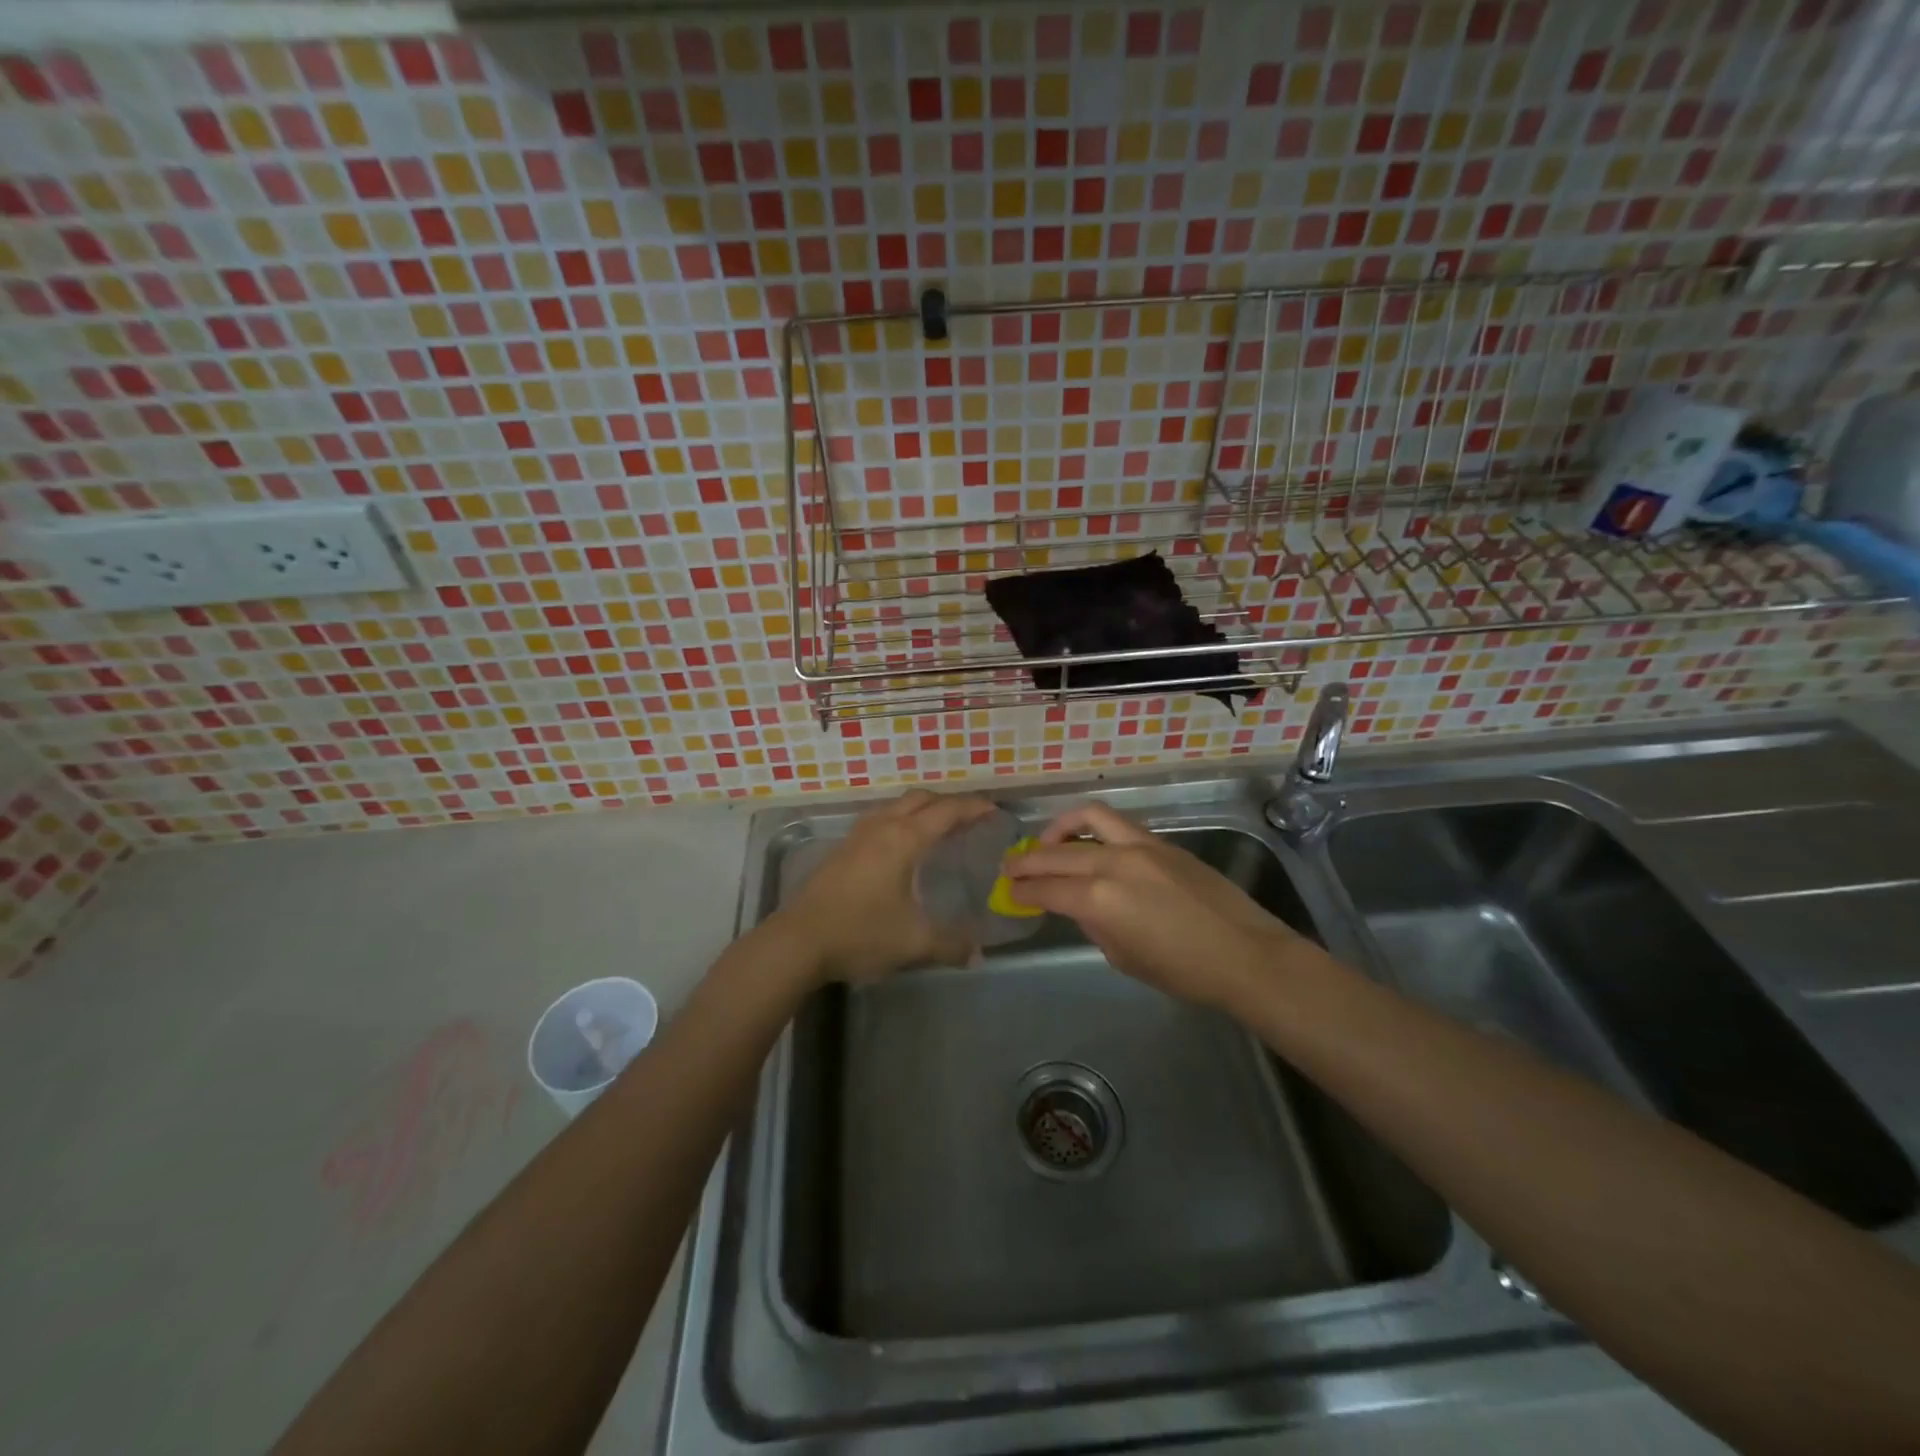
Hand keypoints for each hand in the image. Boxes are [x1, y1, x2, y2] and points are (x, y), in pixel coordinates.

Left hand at [777, 790, 997, 982]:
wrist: (798, 940)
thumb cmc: (860, 933)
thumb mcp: (913, 942)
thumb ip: (951, 944)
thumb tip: (978, 953)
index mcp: (904, 839)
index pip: (947, 811)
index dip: (973, 807)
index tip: (994, 810)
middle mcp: (882, 827)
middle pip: (920, 799)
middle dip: (949, 802)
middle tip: (970, 818)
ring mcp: (857, 835)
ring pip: (896, 805)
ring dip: (921, 808)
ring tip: (938, 826)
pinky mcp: (842, 848)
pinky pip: (880, 818)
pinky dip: (900, 819)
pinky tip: (901, 845)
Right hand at [1004, 802, 1307, 1012]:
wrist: (1245, 953)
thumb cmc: (1183, 971)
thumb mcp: (1124, 957)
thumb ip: (1094, 925)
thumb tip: (1080, 906)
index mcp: (1099, 899)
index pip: (1046, 889)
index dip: (1023, 892)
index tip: (1009, 893)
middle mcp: (1113, 863)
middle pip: (1056, 853)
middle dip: (1027, 860)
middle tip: (1010, 867)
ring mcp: (1139, 846)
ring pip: (1086, 819)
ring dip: (1058, 828)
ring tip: (1046, 842)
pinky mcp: (1161, 842)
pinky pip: (1116, 824)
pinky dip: (1092, 828)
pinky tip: (1089, 844)